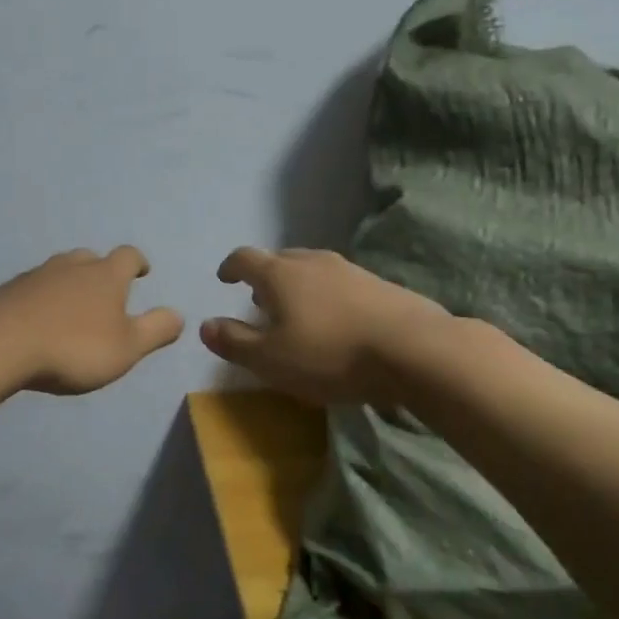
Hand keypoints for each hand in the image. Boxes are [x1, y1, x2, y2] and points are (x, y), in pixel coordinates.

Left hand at [0, 247, 184, 395]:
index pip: (128, 256)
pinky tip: (38, 319)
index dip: (138, 263)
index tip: (143, 272)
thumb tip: (179, 314)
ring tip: (72, 307)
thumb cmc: (74, 347)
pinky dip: (42, 298)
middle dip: (102, 271)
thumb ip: (156, 330)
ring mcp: (37, 275)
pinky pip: (33, 288)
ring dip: (70, 283)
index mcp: (106, 275)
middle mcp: (72, 266)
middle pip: (91, 258)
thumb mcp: (127, 348)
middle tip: (106, 291)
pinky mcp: (8, 291)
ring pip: (60, 270)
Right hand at [201, 247, 446, 403]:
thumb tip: (204, 325)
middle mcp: (312, 261)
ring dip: (296, 285)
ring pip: (311, 269)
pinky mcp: (379, 283)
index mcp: (280, 274)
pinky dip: (326, 295)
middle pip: (279, 259)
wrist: (414, 349)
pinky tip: (335, 321)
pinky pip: (339, 282)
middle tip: (259, 300)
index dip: (230, 267)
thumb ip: (234, 341)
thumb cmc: (330, 354)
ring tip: (296, 312)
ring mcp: (349, 269)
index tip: (224, 279)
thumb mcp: (271, 359)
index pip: (245, 258)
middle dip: (264, 276)